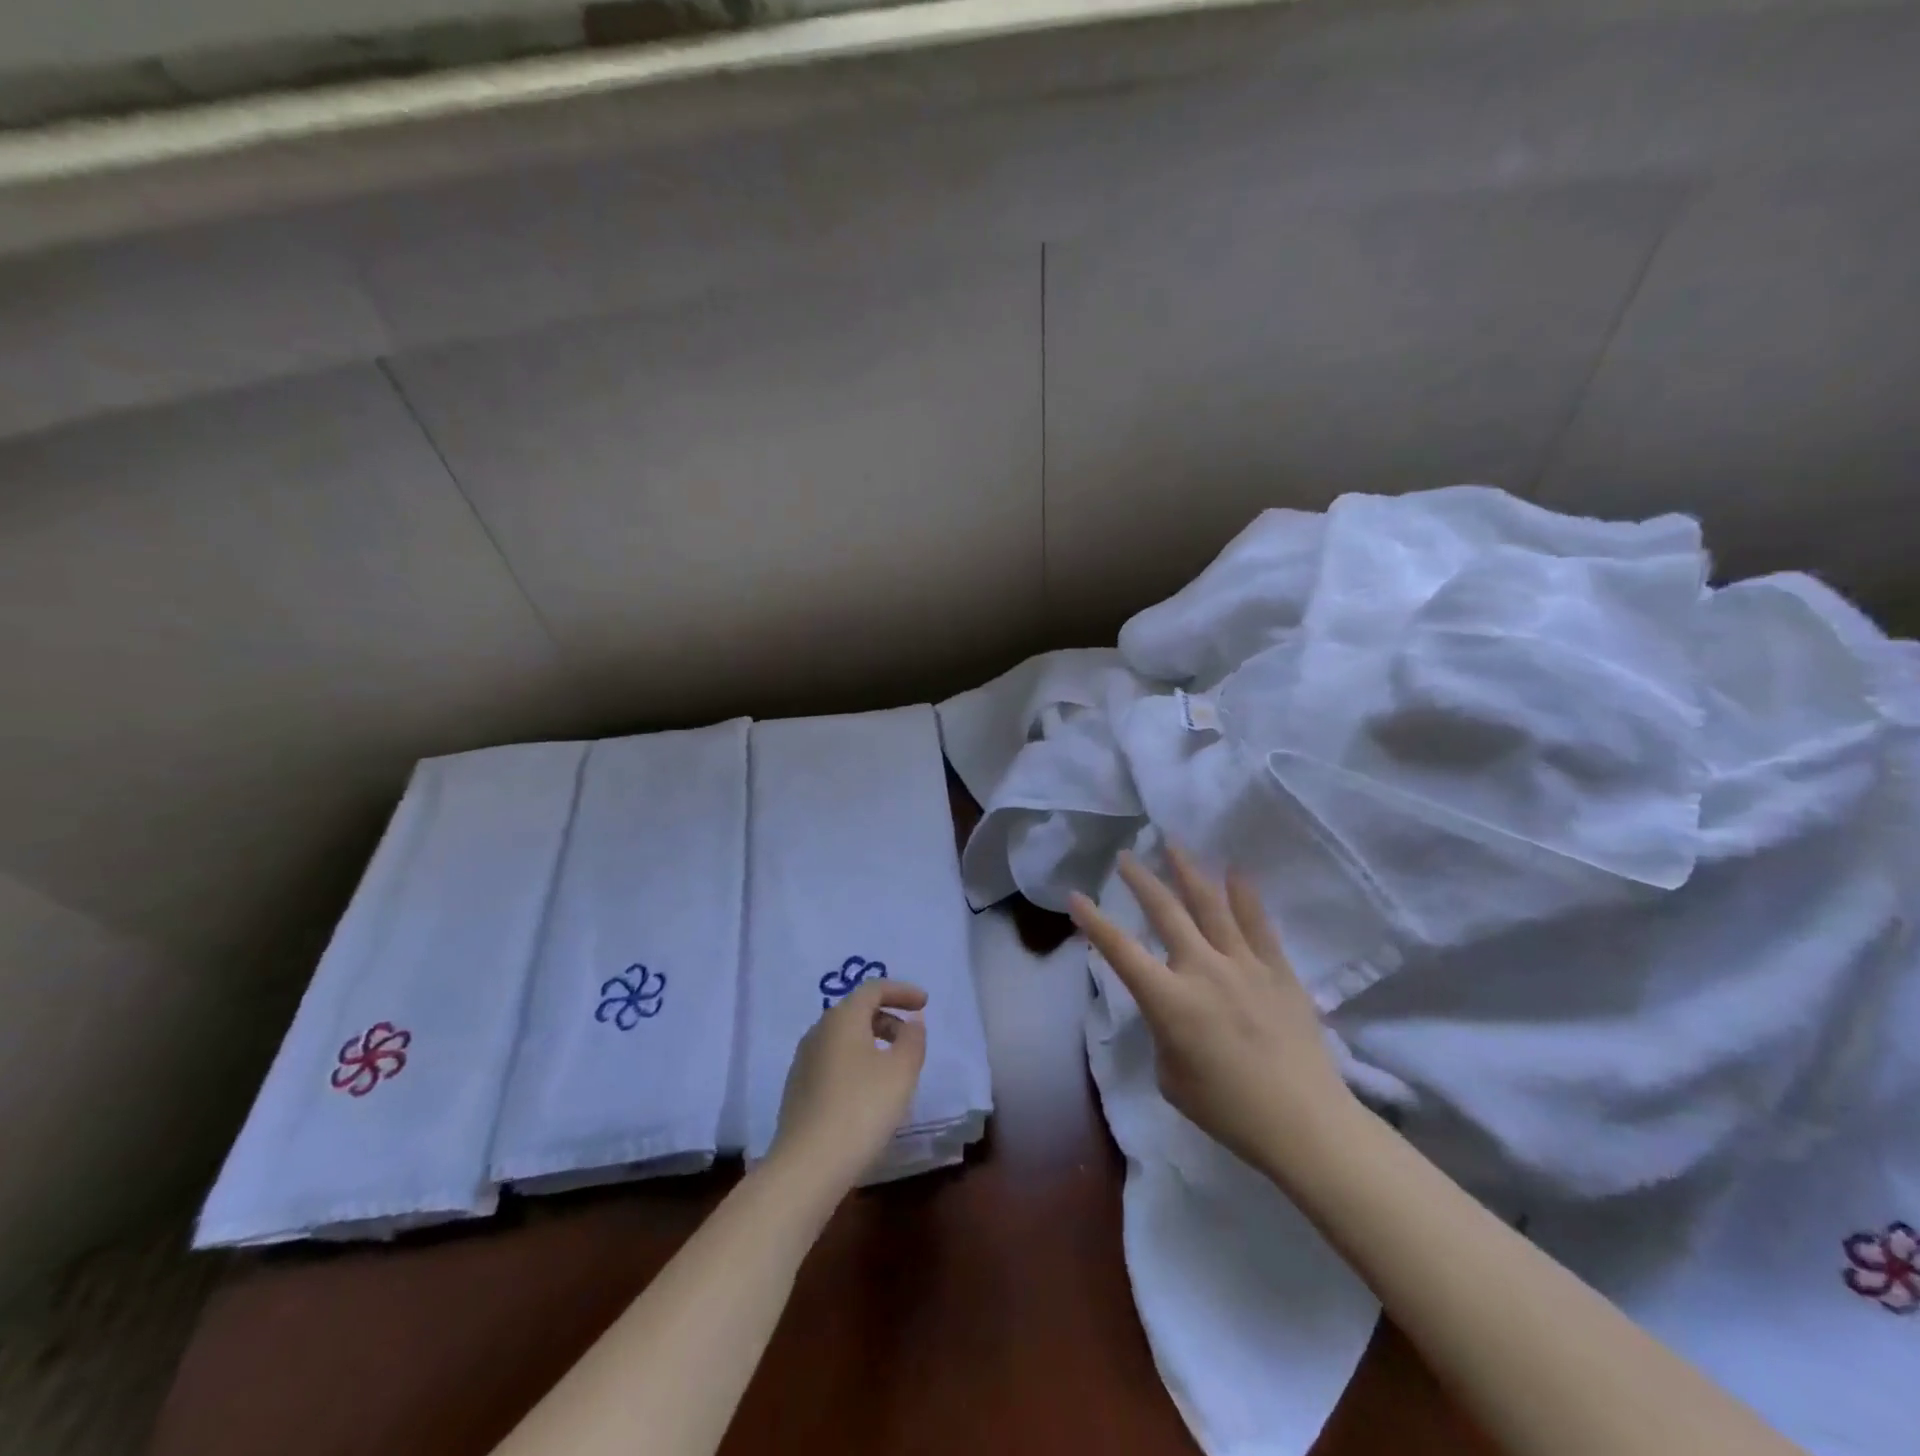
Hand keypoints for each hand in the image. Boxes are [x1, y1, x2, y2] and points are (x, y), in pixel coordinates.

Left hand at [768, 979, 928, 1194]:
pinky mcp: (798, 1089)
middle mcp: (818, 1031)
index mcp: (842, 1018)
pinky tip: (868, 1092)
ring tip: (893, 1067)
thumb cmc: (861, 1108)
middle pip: (856, 1011)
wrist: (807, 1166)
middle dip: (888, 1017)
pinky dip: (856, 1063)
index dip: (902, 991)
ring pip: (844, 1038)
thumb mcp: (901, 1071)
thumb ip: (912, 1040)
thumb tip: (911, 1024)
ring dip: (872, 1042)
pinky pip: (833, 1061)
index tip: (924, 1003)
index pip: (873, 988)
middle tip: (911, 1038)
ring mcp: (803, 1061)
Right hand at [1069, 847, 1354, 1171]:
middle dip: (1142, 881)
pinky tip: (1236, 872)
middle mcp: (1203, 970)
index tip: (1076, 897)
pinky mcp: (1278, 970)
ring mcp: (1244, 965)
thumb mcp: (1171, 1076)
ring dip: (1189, 873)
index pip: (1121, 950)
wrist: (1305, 1124)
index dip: (1094, 922)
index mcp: (1169, 1000)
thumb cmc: (1228, 1110)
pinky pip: (1258, 924)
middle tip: (1127, 856)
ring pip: (1211, 906)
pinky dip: (1244, 895)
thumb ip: (1164, 1032)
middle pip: (1166, 913)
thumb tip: (1174, 1010)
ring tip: (1173, 845)